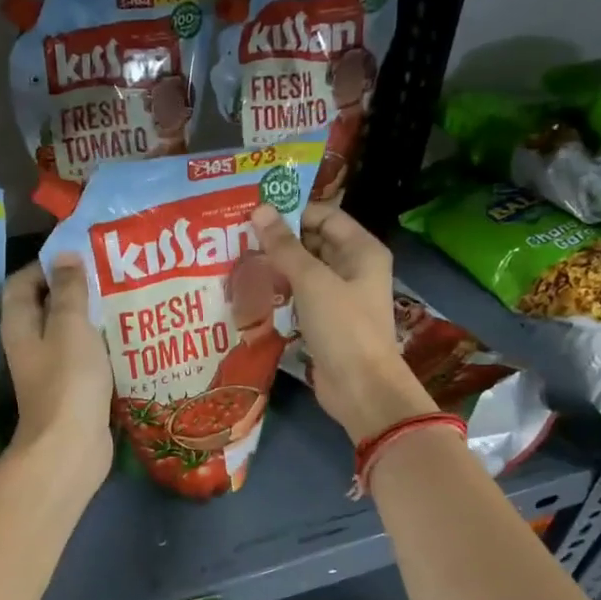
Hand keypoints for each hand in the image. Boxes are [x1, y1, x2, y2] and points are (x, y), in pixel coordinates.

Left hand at [2, 256, 114, 498]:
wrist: (71, 447)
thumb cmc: (68, 380)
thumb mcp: (71, 326)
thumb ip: (69, 290)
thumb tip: (64, 255)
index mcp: (20, 324)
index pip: (24, 281)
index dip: (48, 264)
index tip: (82, 255)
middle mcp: (29, 344)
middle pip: (46, 306)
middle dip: (74, 288)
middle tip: (108, 274)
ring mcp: (49, 369)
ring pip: (68, 332)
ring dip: (90, 317)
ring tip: (121, 299)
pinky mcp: (71, 389)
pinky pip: (84, 357)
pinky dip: (100, 345)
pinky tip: (125, 338)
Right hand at [251, 203, 435, 443]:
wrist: (361, 389)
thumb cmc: (343, 327)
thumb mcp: (312, 281)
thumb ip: (284, 247)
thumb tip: (259, 210)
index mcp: (362, 250)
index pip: (325, 216)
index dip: (292, 212)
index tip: (254, 212)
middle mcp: (353, 269)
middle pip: (313, 243)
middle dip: (280, 240)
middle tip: (238, 235)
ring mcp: (339, 298)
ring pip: (304, 272)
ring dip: (276, 267)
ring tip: (238, 260)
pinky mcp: (325, 323)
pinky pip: (300, 298)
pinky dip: (279, 293)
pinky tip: (251, 291)